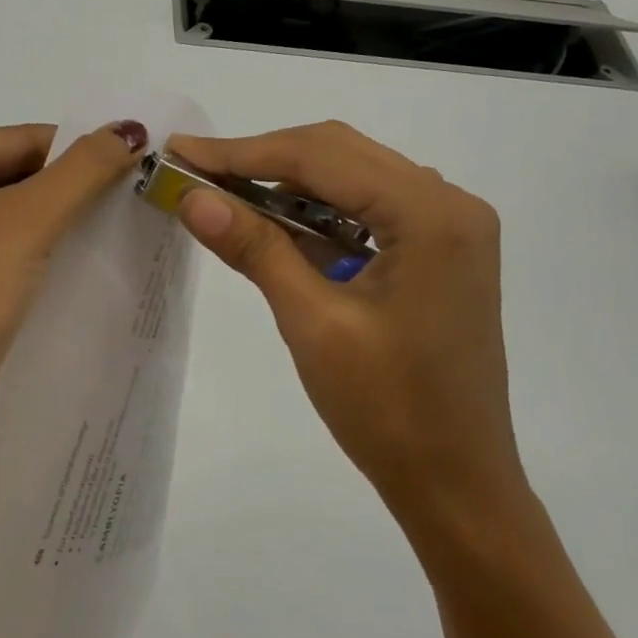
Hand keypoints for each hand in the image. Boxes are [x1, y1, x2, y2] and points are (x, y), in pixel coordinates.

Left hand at [0, 121, 148, 477]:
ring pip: (9, 221)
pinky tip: (77, 274)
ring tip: (115, 239)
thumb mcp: (28, 221)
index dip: (81, 155)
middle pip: (15, 177)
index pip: (22, 140)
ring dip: (57, 229)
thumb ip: (84, 169)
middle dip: (71, 195)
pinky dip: (36, 261)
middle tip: (134, 208)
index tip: (138, 174)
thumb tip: (131, 126)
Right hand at [167, 122, 523, 539]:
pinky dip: (317, 209)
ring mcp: (449, 227)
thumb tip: (191, 197)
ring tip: (223, 192)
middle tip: (194, 170)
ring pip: (352, 176)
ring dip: (286, 181)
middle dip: (261, 159)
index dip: (241, 153)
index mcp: (430, 213)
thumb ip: (255, 248)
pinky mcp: (439, 251)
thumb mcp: (312, 323)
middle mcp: (448, 203)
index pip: (319, 157)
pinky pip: (367, 208)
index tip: (180, 152)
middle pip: (338, 154)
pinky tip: (275, 221)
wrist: (457, 485)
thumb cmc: (388, 410)